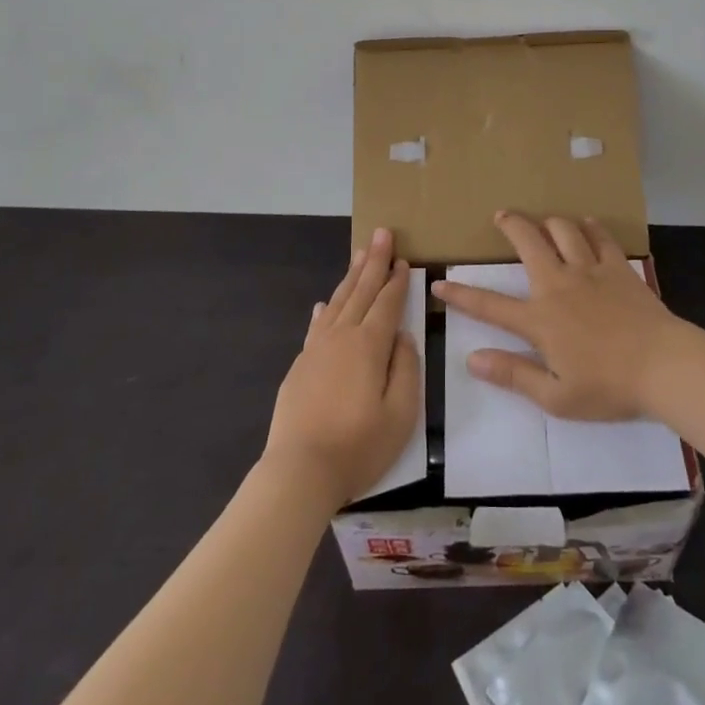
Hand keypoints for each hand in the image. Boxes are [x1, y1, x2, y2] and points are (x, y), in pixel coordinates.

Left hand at [262, 229, 421, 508]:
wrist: (299, 472)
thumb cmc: (358, 447)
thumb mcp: (401, 414)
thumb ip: (406, 369)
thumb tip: (402, 337)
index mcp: (369, 346)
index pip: (387, 303)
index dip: (397, 280)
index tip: (403, 259)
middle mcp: (342, 337)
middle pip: (361, 291)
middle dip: (374, 261)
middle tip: (382, 233)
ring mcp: (316, 350)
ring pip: (338, 302)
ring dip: (351, 277)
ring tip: (359, 253)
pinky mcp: (300, 367)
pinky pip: (316, 326)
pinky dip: (325, 310)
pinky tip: (325, 304)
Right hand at [429, 211, 682, 420]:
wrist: (663, 365)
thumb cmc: (609, 387)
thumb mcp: (556, 398)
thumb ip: (513, 375)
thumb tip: (472, 359)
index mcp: (540, 320)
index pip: (490, 305)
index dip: (461, 295)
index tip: (439, 283)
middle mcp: (559, 284)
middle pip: (528, 242)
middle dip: (511, 225)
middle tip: (502, 216)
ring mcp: (590, 270)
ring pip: (563, 230)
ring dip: (549, 221)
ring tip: (543, 221)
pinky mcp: (618, 266)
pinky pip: (599, 236)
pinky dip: (589, 227)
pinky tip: (586, 225)